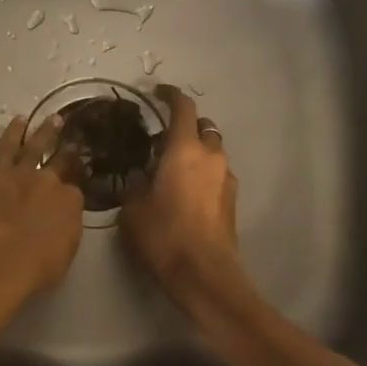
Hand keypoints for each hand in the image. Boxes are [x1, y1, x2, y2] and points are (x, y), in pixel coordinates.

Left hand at [0, 114, 84, 295]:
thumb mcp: (67, 247)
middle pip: (62, 160)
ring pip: (36, 145)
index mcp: (72, 200)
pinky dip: (13, 132)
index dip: (77, 180)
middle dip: (70, 149)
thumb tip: (65, 214)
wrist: (2, 261)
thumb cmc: (38, 266)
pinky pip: (6, 146)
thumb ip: (68, 224)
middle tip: (75, 137)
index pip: (76, 186)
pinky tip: (19, 121)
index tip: (80, 174)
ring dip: (46, 131)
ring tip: (53, 118)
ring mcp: (23, 172)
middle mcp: (51, 180)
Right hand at [121, 85, 242, 309]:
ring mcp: (227, 177)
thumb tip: (138, 178)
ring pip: (212, 152)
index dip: (170, 95)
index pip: (182, 108)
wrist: (205, 273)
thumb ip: (134, 186)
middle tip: (161, 142)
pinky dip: (203, 174)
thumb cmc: (164, 236)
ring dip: (196, 153)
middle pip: (203, 127)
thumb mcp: (133, 210)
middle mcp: (211, 156)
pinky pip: (217, 174)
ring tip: (172, 170)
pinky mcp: (233, 199)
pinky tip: (186, 194)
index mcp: (184, 149)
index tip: (157, 92)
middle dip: (185, 128)